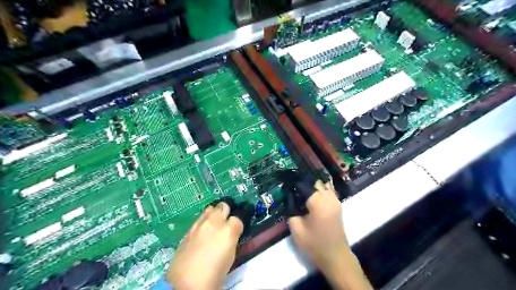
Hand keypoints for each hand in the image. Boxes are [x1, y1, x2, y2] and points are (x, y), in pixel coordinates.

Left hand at [167, 202, 243, 289]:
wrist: (185, 284)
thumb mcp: (230, 256)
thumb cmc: (214, 274)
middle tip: (227, 222)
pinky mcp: (188, 230)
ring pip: (210, 208)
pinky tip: (202, 233)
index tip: (238, 228)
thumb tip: (232, 233)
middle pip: (223, 205)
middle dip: (227, 211)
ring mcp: (199, 224)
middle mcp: (214, 222)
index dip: (239, 223)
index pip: (239, 217)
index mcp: (228, 230)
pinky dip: (204, 222)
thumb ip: (232, 239)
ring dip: (214, 214)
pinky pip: (200, 219)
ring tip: (214, 225)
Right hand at [288, 181, 348, 273]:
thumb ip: (291, 210)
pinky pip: (328, 191)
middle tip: (292, 187)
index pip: (304, 184)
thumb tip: (289, 197)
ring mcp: (335, 200)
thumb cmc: (315, 244)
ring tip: (301, 190)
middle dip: (303, 182)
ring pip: (322, 184)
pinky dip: (319, 190)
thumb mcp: (296, 229)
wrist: (336, 257)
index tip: (285, 182)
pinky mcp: (338, 205)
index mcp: (318, 201)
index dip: (293, 182)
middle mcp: (329, 197)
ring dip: (312, 185)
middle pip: (314, 181)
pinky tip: (311, 196)